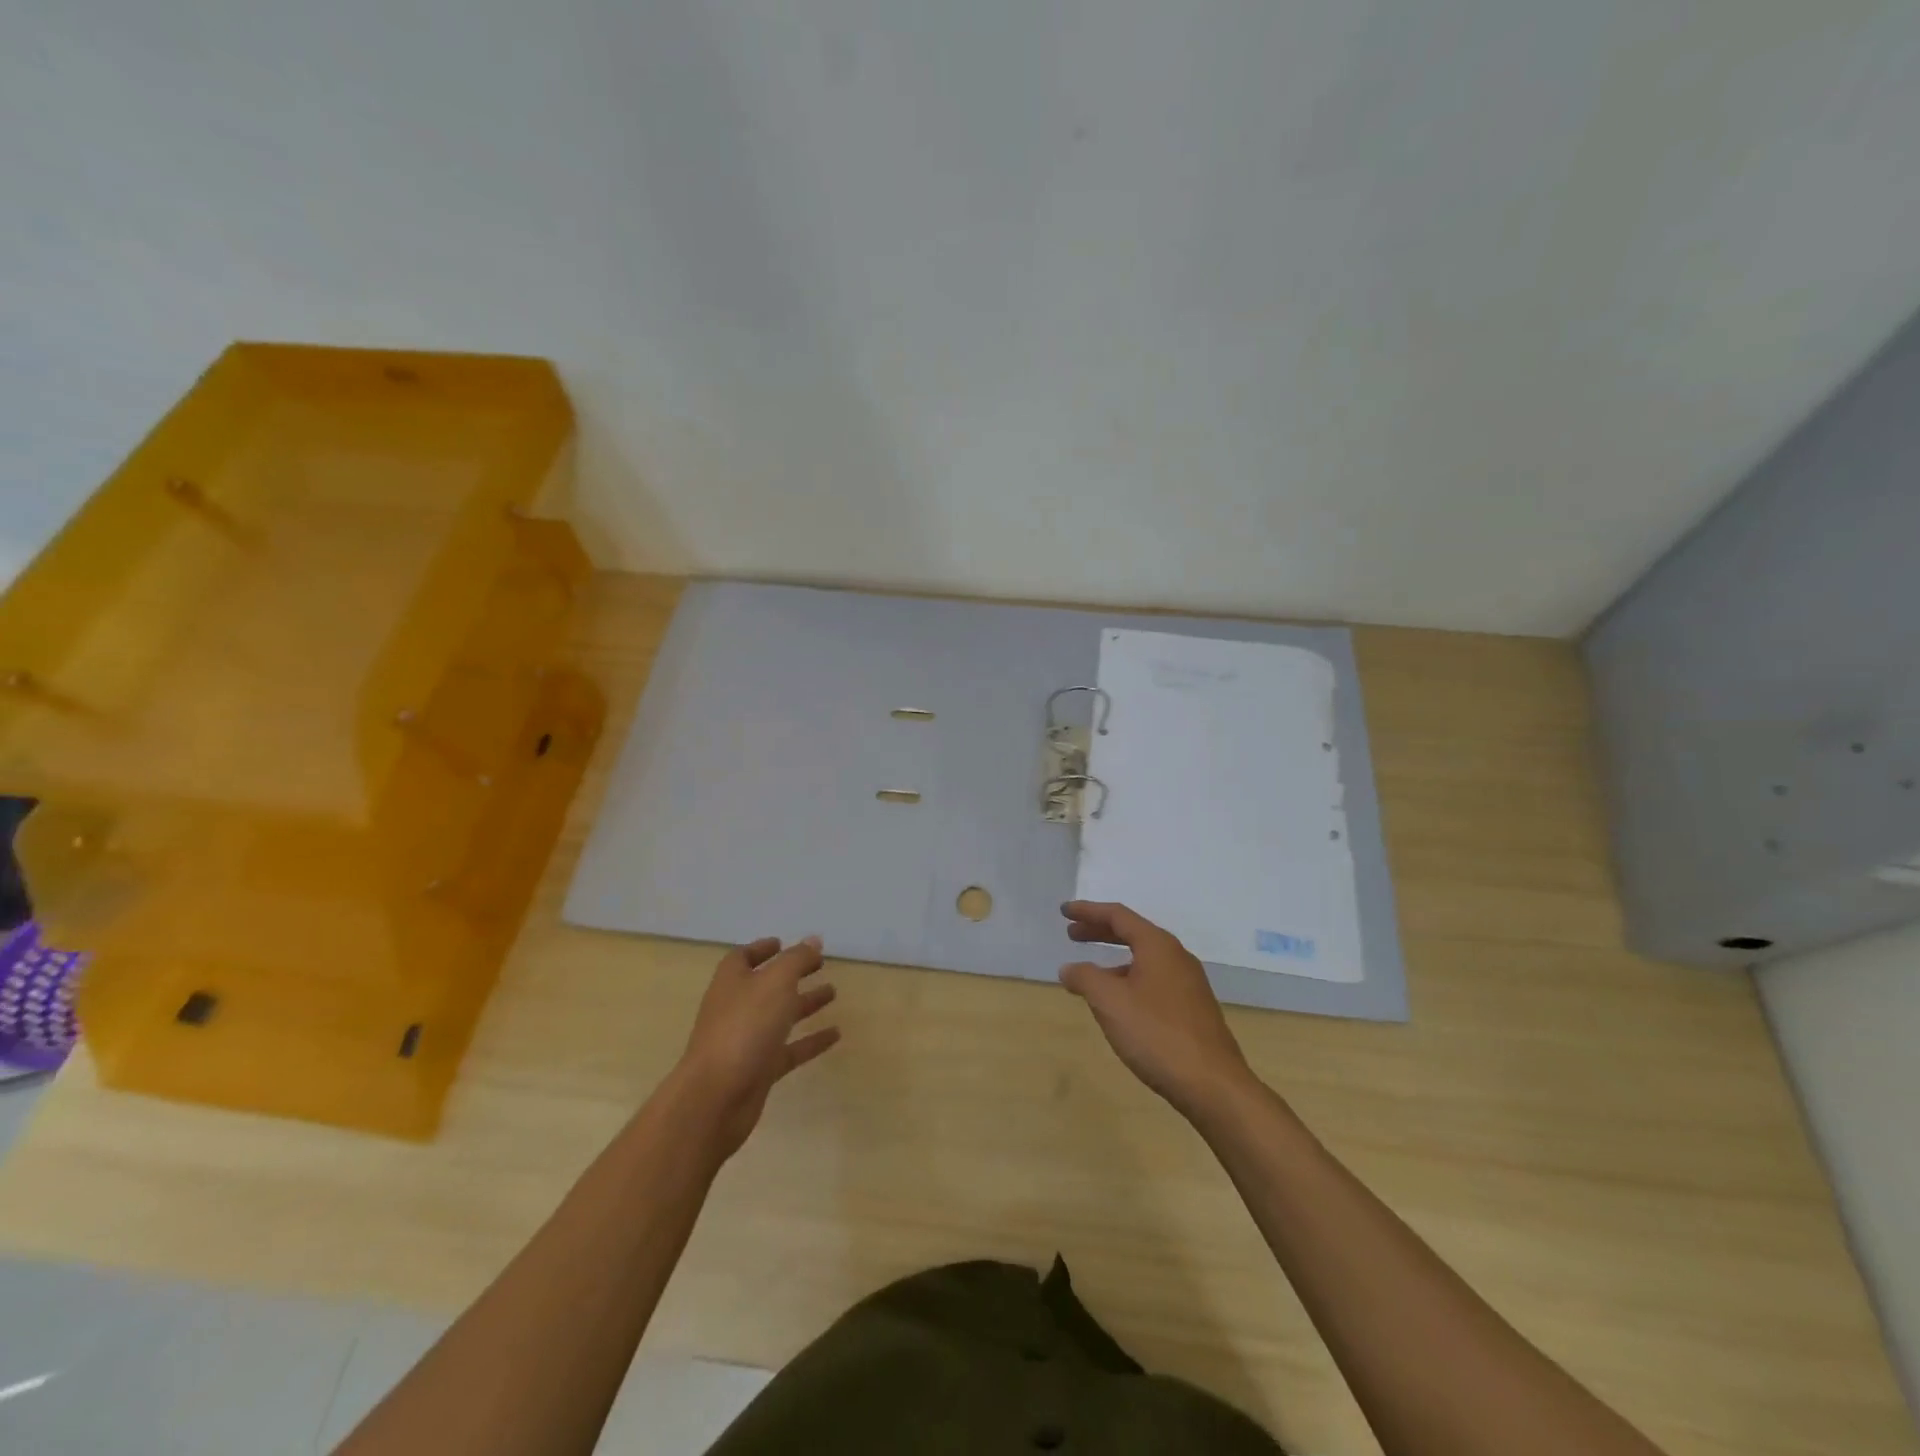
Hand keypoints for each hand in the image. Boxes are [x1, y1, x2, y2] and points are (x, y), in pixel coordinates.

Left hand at [676, 936, 839, 1158]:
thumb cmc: (744, 1027)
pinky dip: (811, 1040)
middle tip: (820, 964)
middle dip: (792, 974)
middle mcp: (736, 1008)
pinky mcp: (759, 1070)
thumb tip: (814, 939)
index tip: (784, 943)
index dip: (762, 949)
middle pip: (766, 985)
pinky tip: (836, 1035)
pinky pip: (789, 1049)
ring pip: (779, 1016)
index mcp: (732, 981)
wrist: (717, 1097)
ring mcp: (746, 1040)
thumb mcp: (776, 982)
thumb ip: (797, 959)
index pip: (743, 957)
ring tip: (833, 993)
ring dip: (804, 1003)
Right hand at [1059, 902, 1254, 1119]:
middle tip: (1072, 935)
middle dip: (1100, 932)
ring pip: (1144, 959)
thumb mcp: (1110, 1002)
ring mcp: (1189, 983)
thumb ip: (1085, 978)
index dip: (1088, 911)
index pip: (1118, 916)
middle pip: (1132, 933)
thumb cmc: (1156, 1034)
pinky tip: (1120, 1003)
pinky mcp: (1193, 1008)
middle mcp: (1176, 957)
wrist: (1213, 1085)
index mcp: (1158, 946)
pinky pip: (1154, 979)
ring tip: (1090, 974)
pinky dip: (1130, 978)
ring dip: (1114, 958)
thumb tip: (1069, 968)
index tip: (1064, 911)